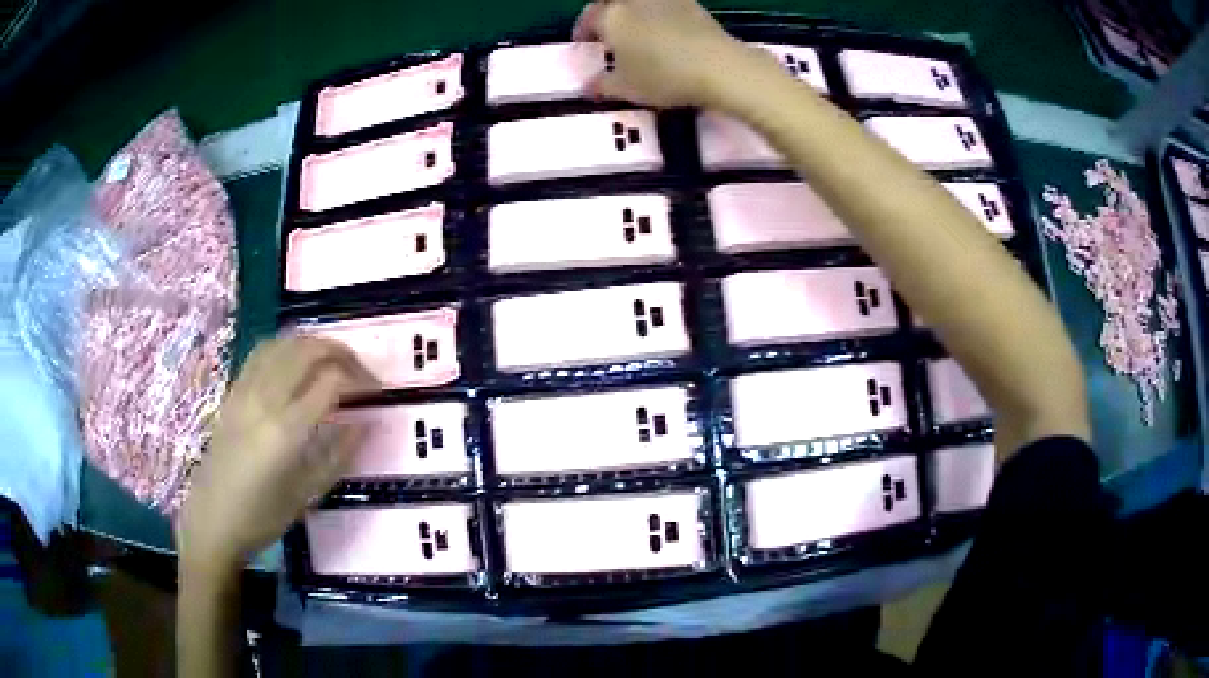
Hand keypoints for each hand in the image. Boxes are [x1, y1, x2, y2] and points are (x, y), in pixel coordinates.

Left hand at [178, 337, 377, 573]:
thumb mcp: (307, 494)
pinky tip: (295, 361)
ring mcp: (245, 390)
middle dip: (341, 352)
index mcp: (287, 430)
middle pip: (308, 350)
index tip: (377, 391)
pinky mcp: (233, 391)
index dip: (361, 379)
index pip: (332, 381)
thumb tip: (366, 423)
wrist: (212, 519)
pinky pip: (261, 352)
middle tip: (359, 371)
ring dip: (314, 344)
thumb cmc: (263, 517)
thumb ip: (339, 455)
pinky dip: (285, 346)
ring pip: (283, 343)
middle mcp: (265, 399)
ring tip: (332, 361)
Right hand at [574, 0, 772, 108]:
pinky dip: (660, 15)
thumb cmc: (663, 76)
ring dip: (634, 12)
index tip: (584, 43)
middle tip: (609, 32)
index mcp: (612, 15)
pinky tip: (666, 33)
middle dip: (608, 15)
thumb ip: (602, 85)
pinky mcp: (693, 5)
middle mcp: (635, 0)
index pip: (589, 18)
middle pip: (614, 2)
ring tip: (637, 32)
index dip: (583, 31)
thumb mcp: (626, 88)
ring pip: (641, 2)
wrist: (718, 66)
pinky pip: (666, 6)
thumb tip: (589, 87)